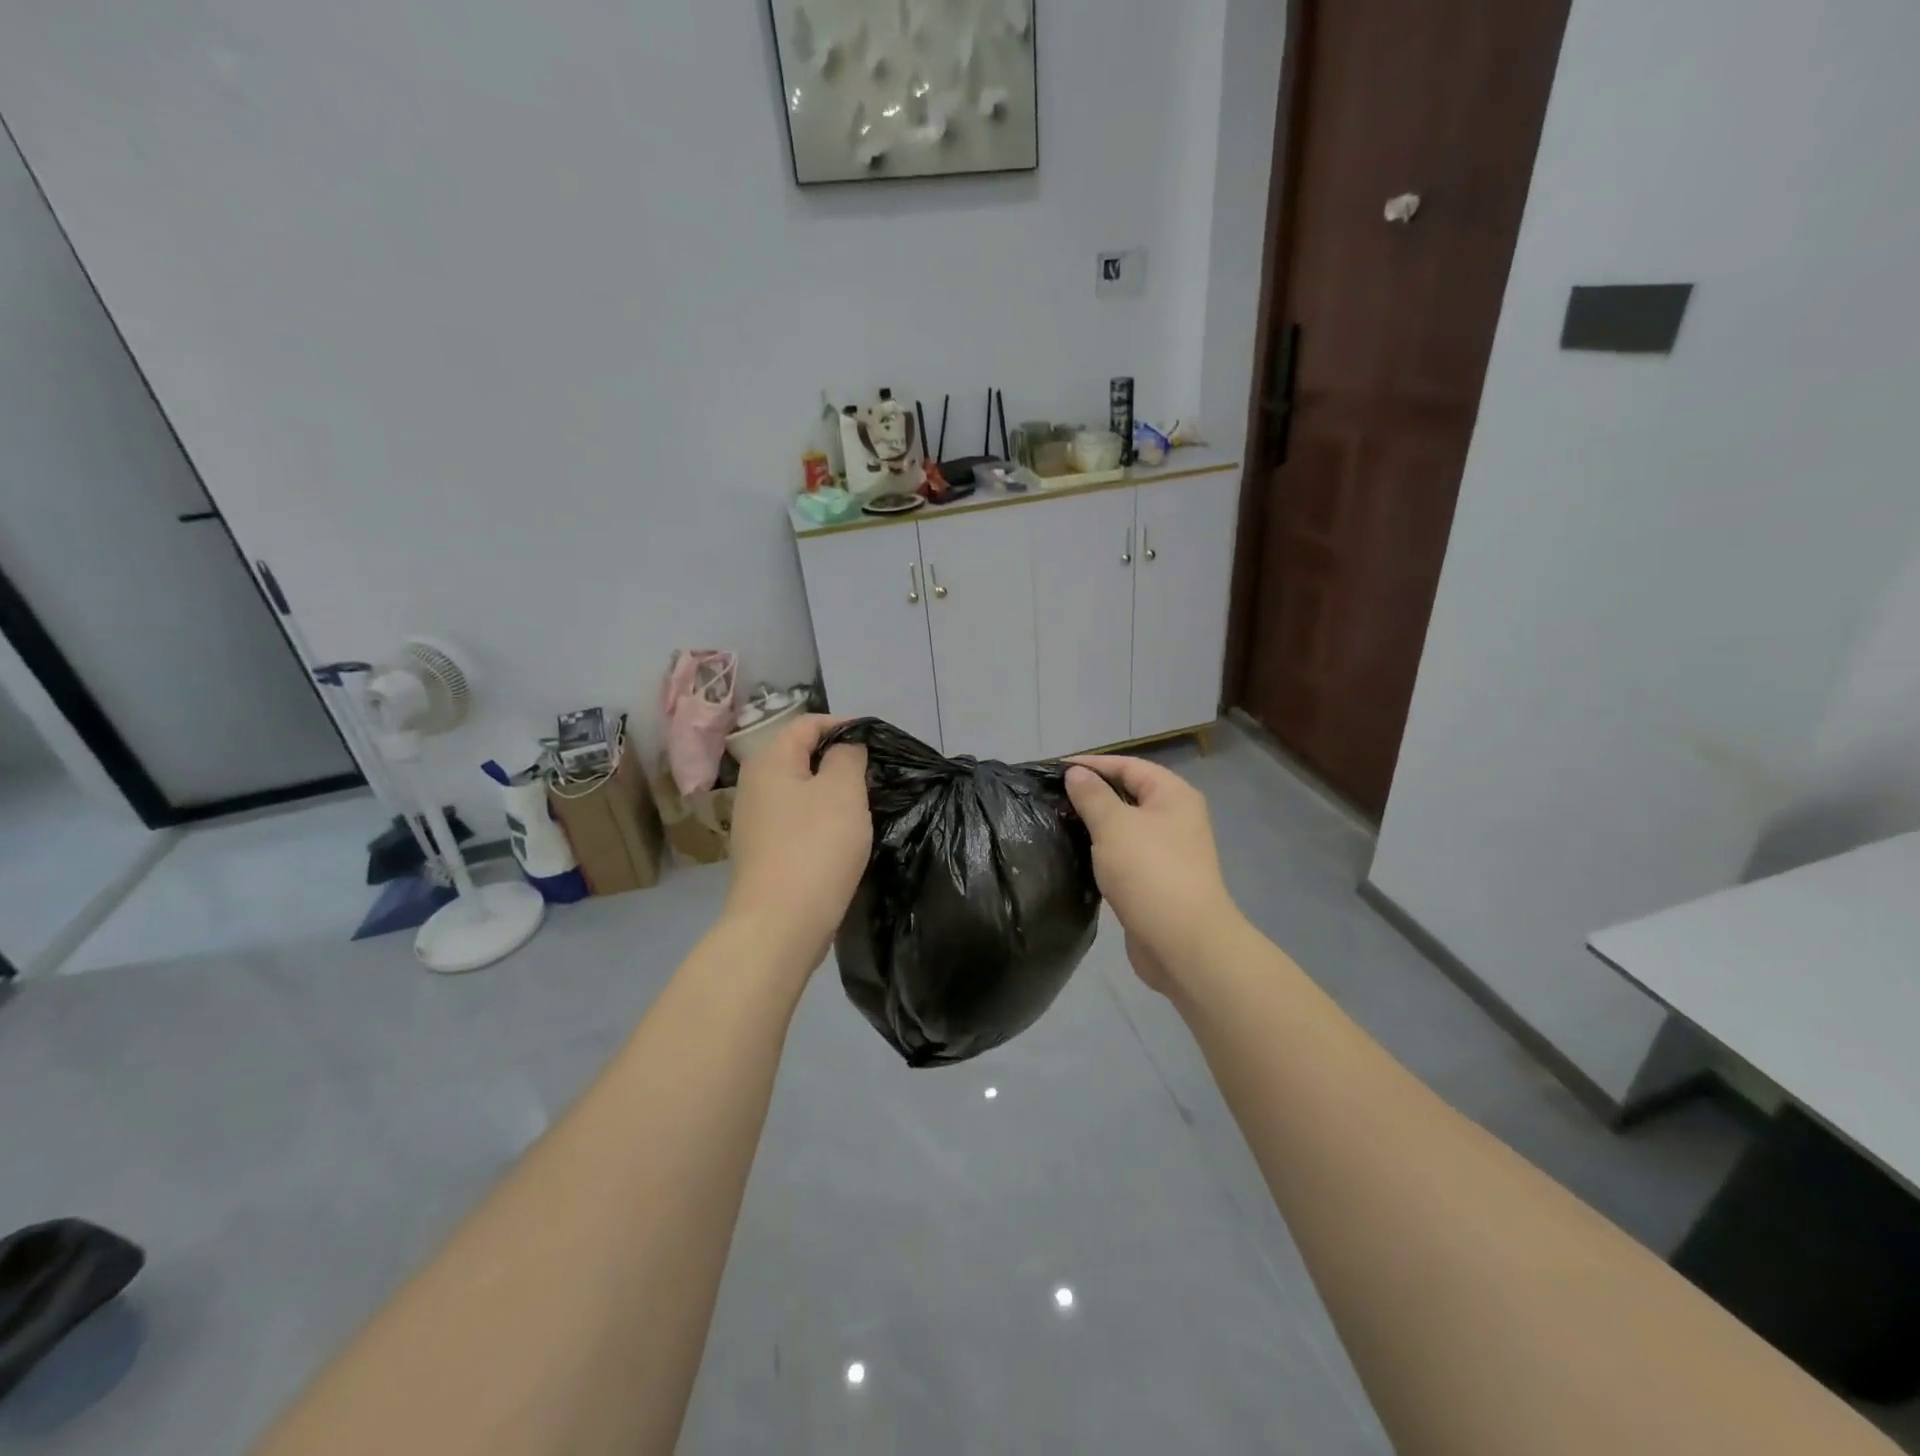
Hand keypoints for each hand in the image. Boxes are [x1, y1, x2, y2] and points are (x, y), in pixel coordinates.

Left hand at [724, 715, 870, 971]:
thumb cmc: (816, 847)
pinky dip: (819, 820)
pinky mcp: (763, 852)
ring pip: (799, 791)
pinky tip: (840, 838)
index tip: (875, 741)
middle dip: (838, 760)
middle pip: (800, 757)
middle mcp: (754, 786)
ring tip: (862, 806)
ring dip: (830, 793)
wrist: (780, 923)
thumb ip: (847, 756)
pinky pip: (796, 821)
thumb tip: (845, 747)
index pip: (806, 724)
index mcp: (769, 762)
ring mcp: (755, 822)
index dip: (842, 725)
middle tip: (873, 775)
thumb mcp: (843, 790)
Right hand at [1065, 756, 1240, 994]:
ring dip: (1096, 824)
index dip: (1092, 764)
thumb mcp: (1114, 825)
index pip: (1128, 765)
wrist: (1183, 942)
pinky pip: (1126, 854)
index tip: (1054, 770)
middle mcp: (1176, 818)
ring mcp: (1169, 851)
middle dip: (1092, 794)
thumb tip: (1076, 773)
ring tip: (1058, 822)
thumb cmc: (1150, 872)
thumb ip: (1092, 796)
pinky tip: (1077, 854)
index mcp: (1173, 795)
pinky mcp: (1157, 881)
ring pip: (1126, 827)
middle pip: (1129, 794)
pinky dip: (1103, 851)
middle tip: (1052, 797)